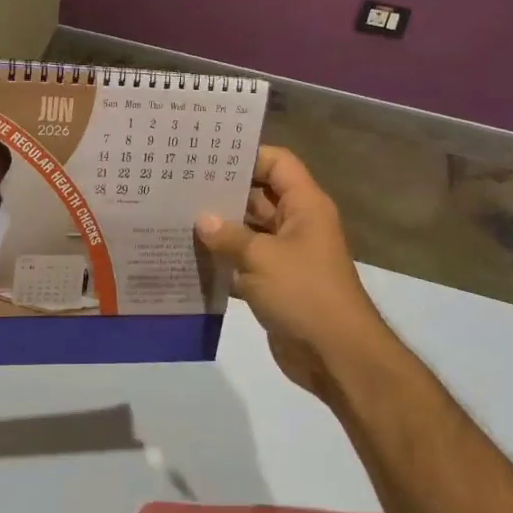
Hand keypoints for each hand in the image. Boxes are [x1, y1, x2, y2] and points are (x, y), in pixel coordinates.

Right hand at [195, 146, 393, 398]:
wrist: (336, 356)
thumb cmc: (305, 293)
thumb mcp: (263, 258)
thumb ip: (230, 236)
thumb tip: (202, 220)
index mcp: (305, 206)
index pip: (277, 163)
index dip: (247, 156)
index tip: (208, 156)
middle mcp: (297, 224)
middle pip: (259, 196)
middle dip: (224, 191)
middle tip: (181, 184)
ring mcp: (286, 256)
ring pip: (249, 231)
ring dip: (220, 228)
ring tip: (177, 216)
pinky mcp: (275, 284)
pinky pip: (245, 263)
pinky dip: (223, 261)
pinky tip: (190, 258)